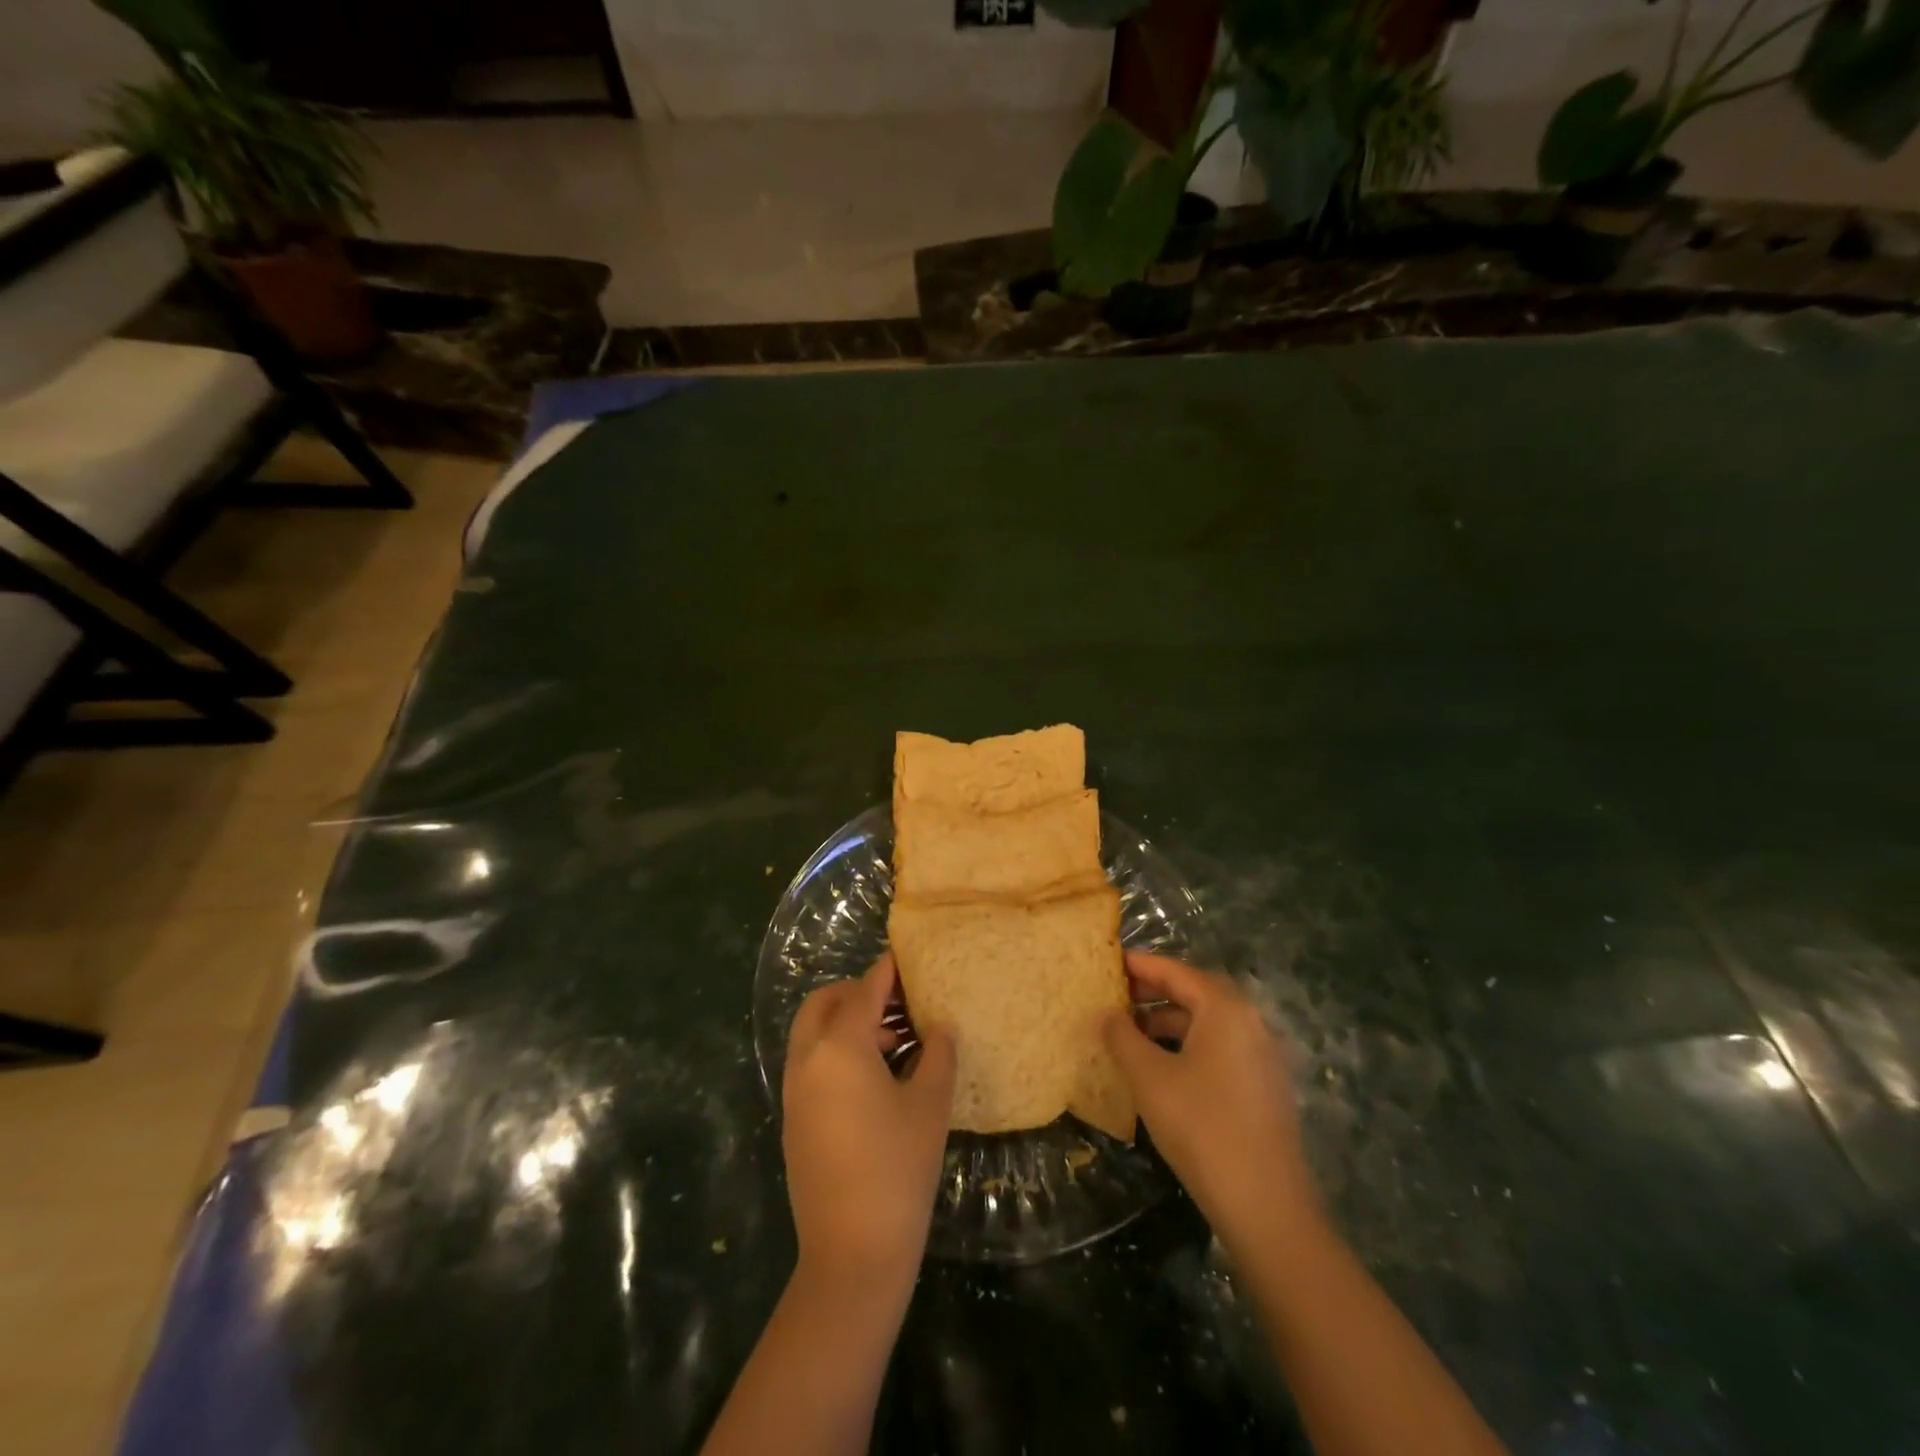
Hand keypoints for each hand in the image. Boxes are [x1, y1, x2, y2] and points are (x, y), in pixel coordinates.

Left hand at [783, 954, 955, 1294]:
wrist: (852, 1254)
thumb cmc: (898, 1169)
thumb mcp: (930, 1105)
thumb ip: (938, 1054)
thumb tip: (939, 1026)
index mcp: (839, 1047)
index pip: (865, 990)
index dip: (889, 970)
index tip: (909, 957)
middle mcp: (807, 1059)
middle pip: (825, 1002)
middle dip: (859, 992)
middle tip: (898, 1002)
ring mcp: (794, 1091)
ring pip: (814, 1032)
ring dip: (847, 1022)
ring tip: (896, 1042)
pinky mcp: (793, 1119)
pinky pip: (811, 1063)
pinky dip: (836, 1051)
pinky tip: (876, 1078)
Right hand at [1102, 952, 1319, 1250]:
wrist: (1265, 1205)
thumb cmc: (1201, 1126)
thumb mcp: (1149, 1077)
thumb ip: (1122, 1036)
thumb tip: (1104, 1012)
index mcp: (1225, 1009)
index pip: (1176, 971)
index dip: (1140, 965)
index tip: (1109, 960)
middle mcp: (1249, 1022)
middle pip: (1195, 993)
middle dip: (1154, 992)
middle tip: (1115, 994)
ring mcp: (1261, 1056)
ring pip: (1208, 1023)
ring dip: (1169, 1021)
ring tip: (1130, 1032)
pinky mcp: (1263, 1087)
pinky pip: (1219, 1048)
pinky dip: (1188, 1045)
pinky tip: (1161, 1066)